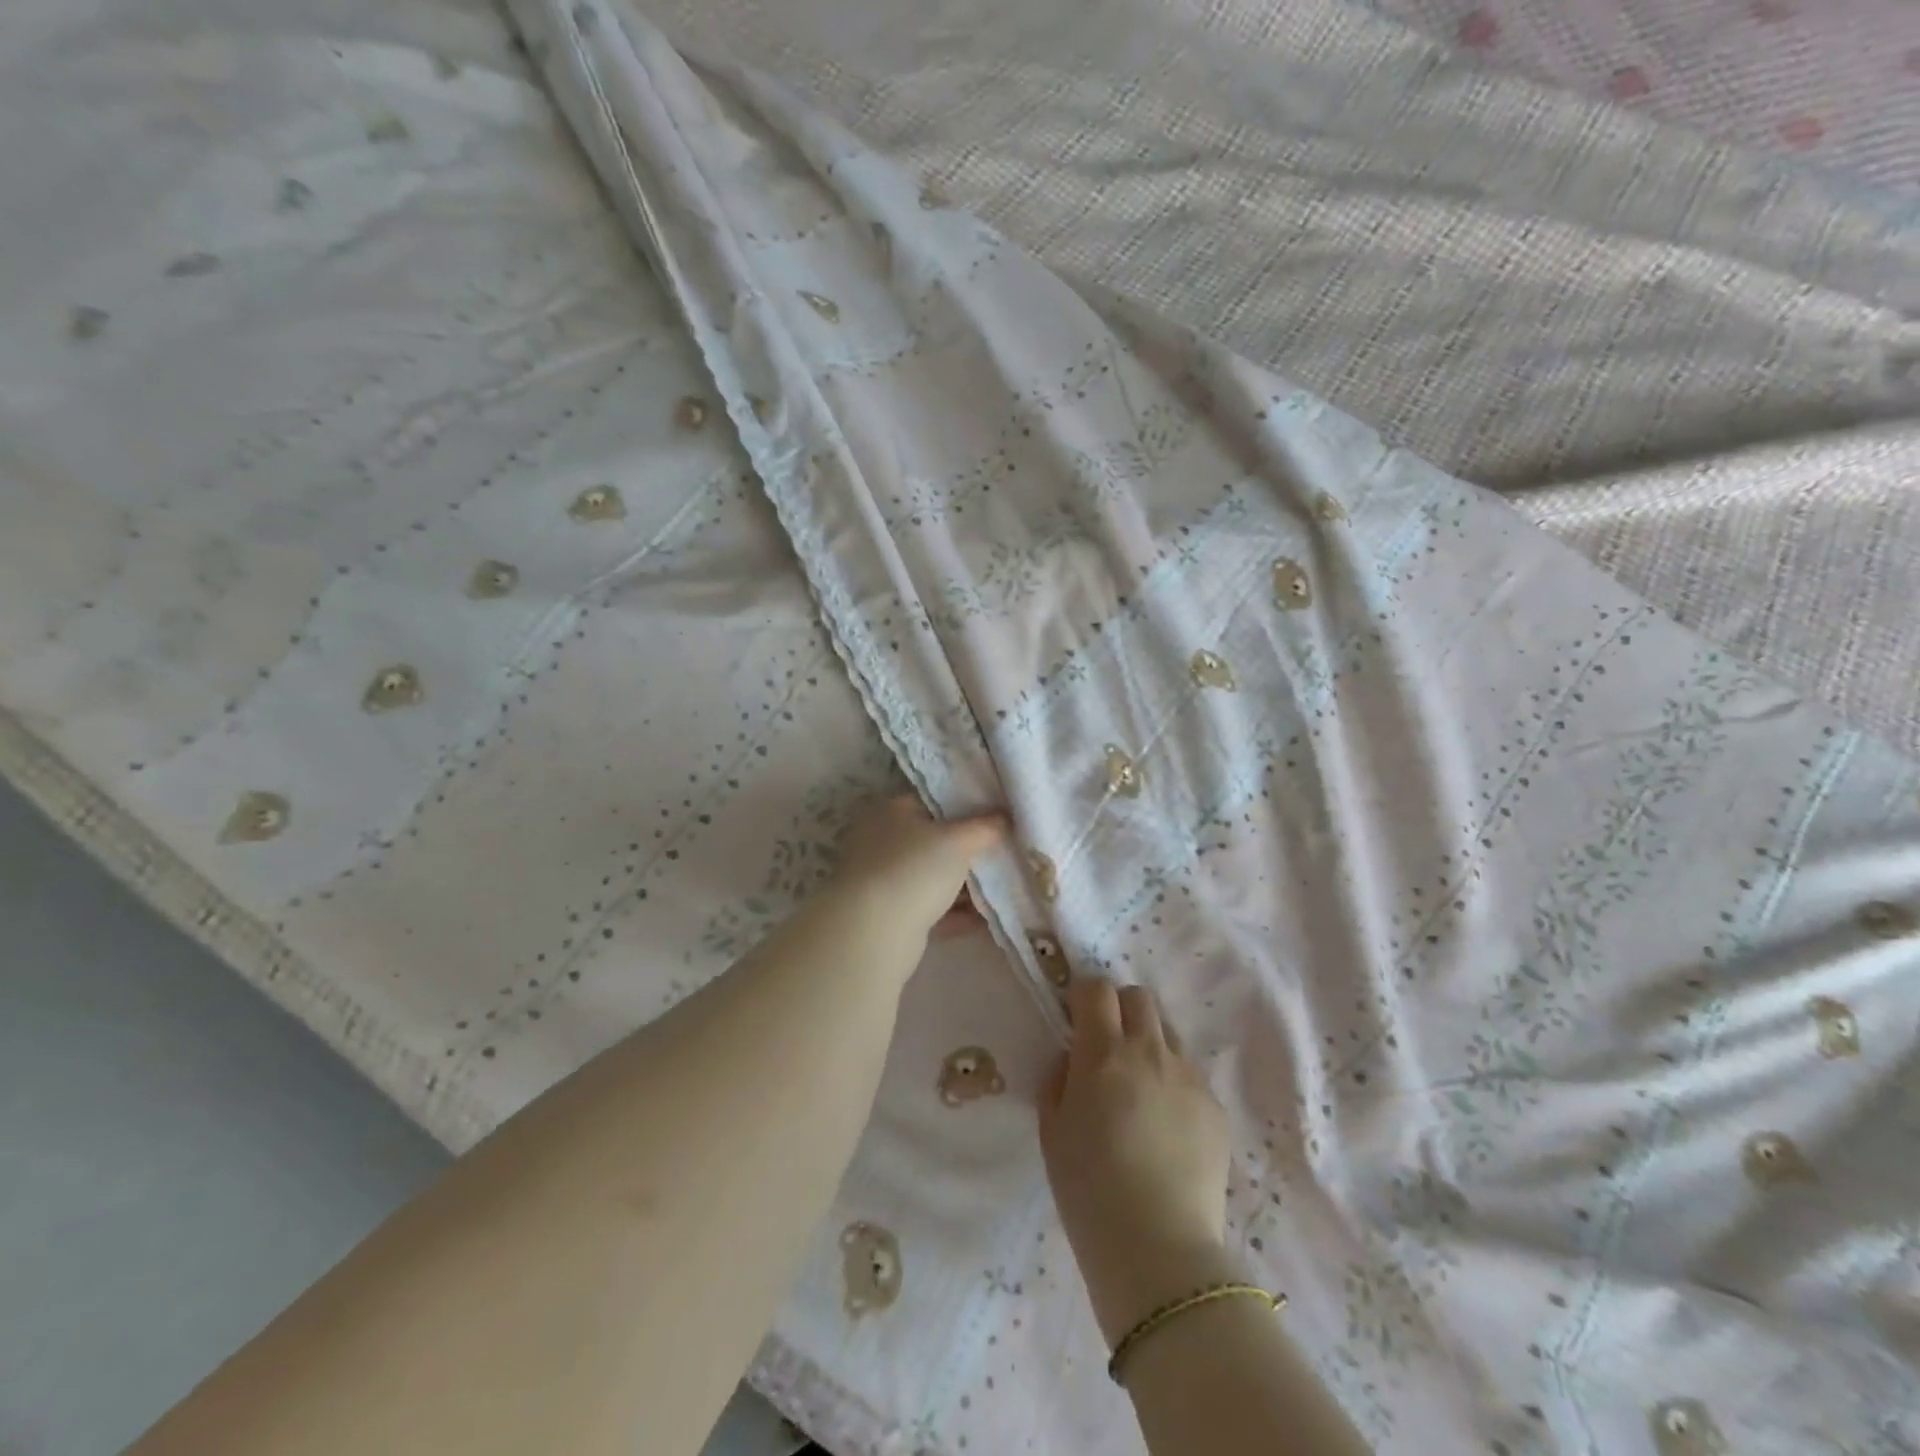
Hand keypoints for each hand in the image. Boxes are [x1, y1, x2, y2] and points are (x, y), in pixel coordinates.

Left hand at [821, 794, 1007, 951]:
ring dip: (966, 885)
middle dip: (969, 850)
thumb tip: (1005, 816)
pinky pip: (932, 909)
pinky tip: (988, 919)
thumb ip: (985, 826)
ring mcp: (885, 881)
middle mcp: (883, 842)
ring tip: (1003, 887)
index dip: (967, 806)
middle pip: (935, 842)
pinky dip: (957, 913)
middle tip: (1005, 853)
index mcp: (891, 812)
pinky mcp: (891, 917)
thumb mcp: (957, 840)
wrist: (874, 932)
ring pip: (934, 878)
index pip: (933, 800)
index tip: (998, 815)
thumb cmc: (914, 869)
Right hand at [1039, 977, 1232, 1346]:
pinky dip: (1172, 1084)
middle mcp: (1150, 1051)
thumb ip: (1058, 1081)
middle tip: (1107, 1049)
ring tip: (1139, 1091)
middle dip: (1119, 1010)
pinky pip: (1189, 1075)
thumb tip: (1073, 1060)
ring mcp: (1188, 1077)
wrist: (1158, 1250)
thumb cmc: (1089, 1190)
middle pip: (1138, 997)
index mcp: (1104, 1053)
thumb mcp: (1052, 1131)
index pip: (1097, 989)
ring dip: (1148, 1045)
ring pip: (1167, 1034)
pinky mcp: (1214, 1107)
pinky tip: (1165, 1128)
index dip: (1083, 998)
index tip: (1076, 1022)